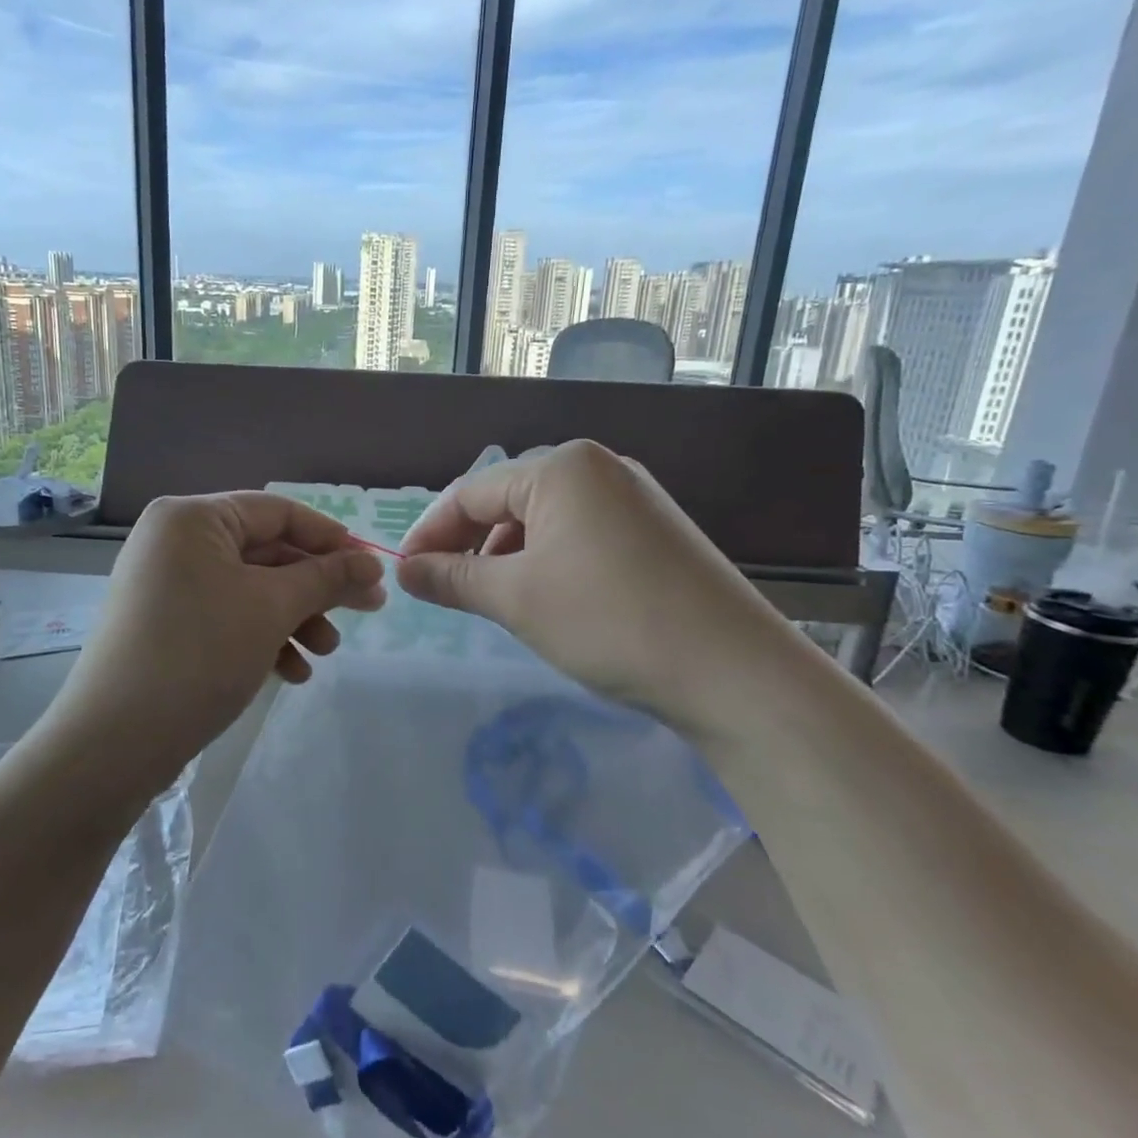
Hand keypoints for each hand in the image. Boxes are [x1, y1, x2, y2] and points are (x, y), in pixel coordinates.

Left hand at [41, 492, 386, 793]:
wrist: (116, 740)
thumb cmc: (200, 653)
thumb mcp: (272, 608)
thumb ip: (326, 578)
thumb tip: (372, 563)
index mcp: (193, 518)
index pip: (277, 512)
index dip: (330, 538)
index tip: (371, 569)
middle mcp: (175, 542)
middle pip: (266, 553)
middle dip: (316, 588)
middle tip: (366, 612)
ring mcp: (168, 585)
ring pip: (250, 590)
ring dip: (295, 618)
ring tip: (325, 653)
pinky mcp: (167, 625)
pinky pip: (227, 617)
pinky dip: (263, 638)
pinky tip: (291, 673)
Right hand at [396, 440, 809, 745]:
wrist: (733, 670)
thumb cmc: (608, 620)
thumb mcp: (516, 598)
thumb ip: (452, 578)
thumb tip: (405, 572)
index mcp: (561, 466)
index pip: (471, 492)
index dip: (431, 533)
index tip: (406, 575)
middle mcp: (599, 467)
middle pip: (508, 501)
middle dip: (471, 546)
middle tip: (448, 592)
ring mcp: (634, 497)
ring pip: (545, 520)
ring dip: (509, 558)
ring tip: (498, 602)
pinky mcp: (655, 531)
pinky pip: (581, 535)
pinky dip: (549, 563)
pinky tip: (550, 601)